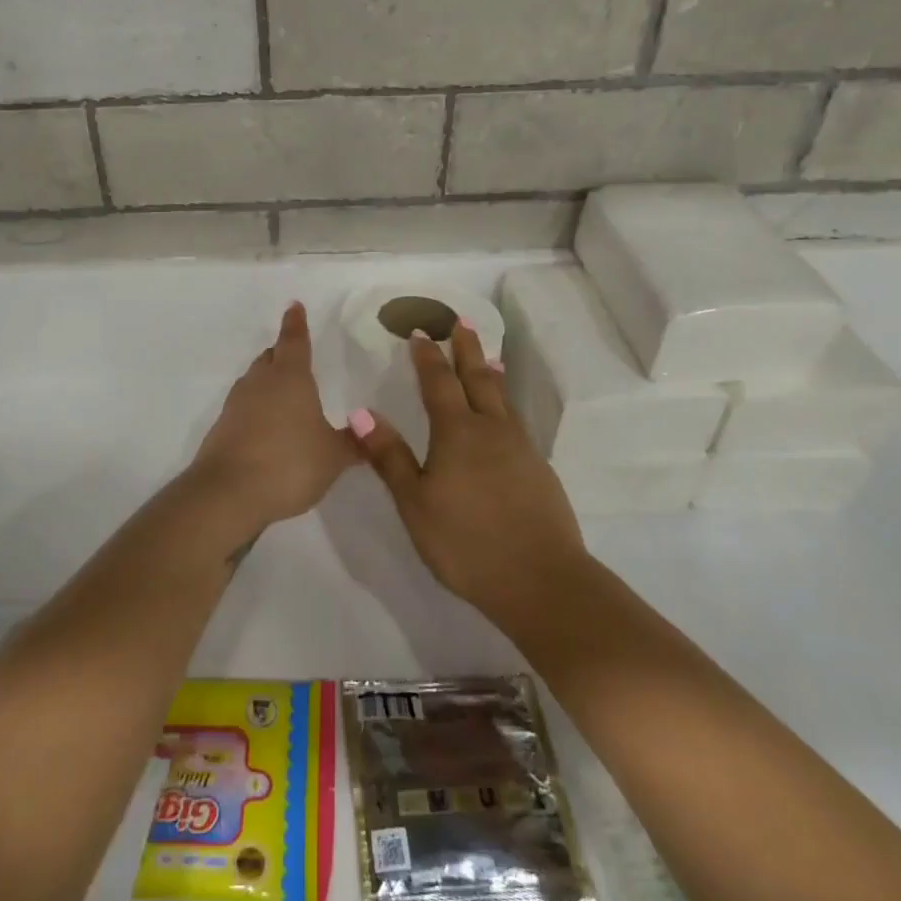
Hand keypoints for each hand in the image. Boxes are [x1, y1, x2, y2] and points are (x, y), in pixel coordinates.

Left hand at [189, 302, 359, 531]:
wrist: (228, 493)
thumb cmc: (289, 463)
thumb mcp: (333, 457)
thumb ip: (352, 443)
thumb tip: (369, 430)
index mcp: (291, 378)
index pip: (295, 341)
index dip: (297, 323)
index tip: (294, 306)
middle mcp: (260, 383)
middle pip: (270, 358)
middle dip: (282, 352)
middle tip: (293, 352)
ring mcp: (236, 404)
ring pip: (254, 380)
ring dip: (267, 380)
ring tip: (283, 390)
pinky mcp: (222, 428)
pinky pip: (243, 407)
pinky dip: (256, 408)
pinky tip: (266, 426)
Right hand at [350, 322, 588, 634]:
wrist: (540, 579)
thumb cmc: (466, 542)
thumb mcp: (415, 502)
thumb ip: (389, 456)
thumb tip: (361, 412)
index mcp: (457, 433)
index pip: (439, 383)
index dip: (428, 358)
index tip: (420, 333)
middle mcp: (491, 430)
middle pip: (478, 379)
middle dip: (467, 350)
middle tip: (462, 321)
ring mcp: (520, 449)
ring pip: (502, 400)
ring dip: (491, 374)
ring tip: (489, 358)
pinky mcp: (539, 470)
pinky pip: (516, 422)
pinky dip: (506, 405)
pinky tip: (505, 418)